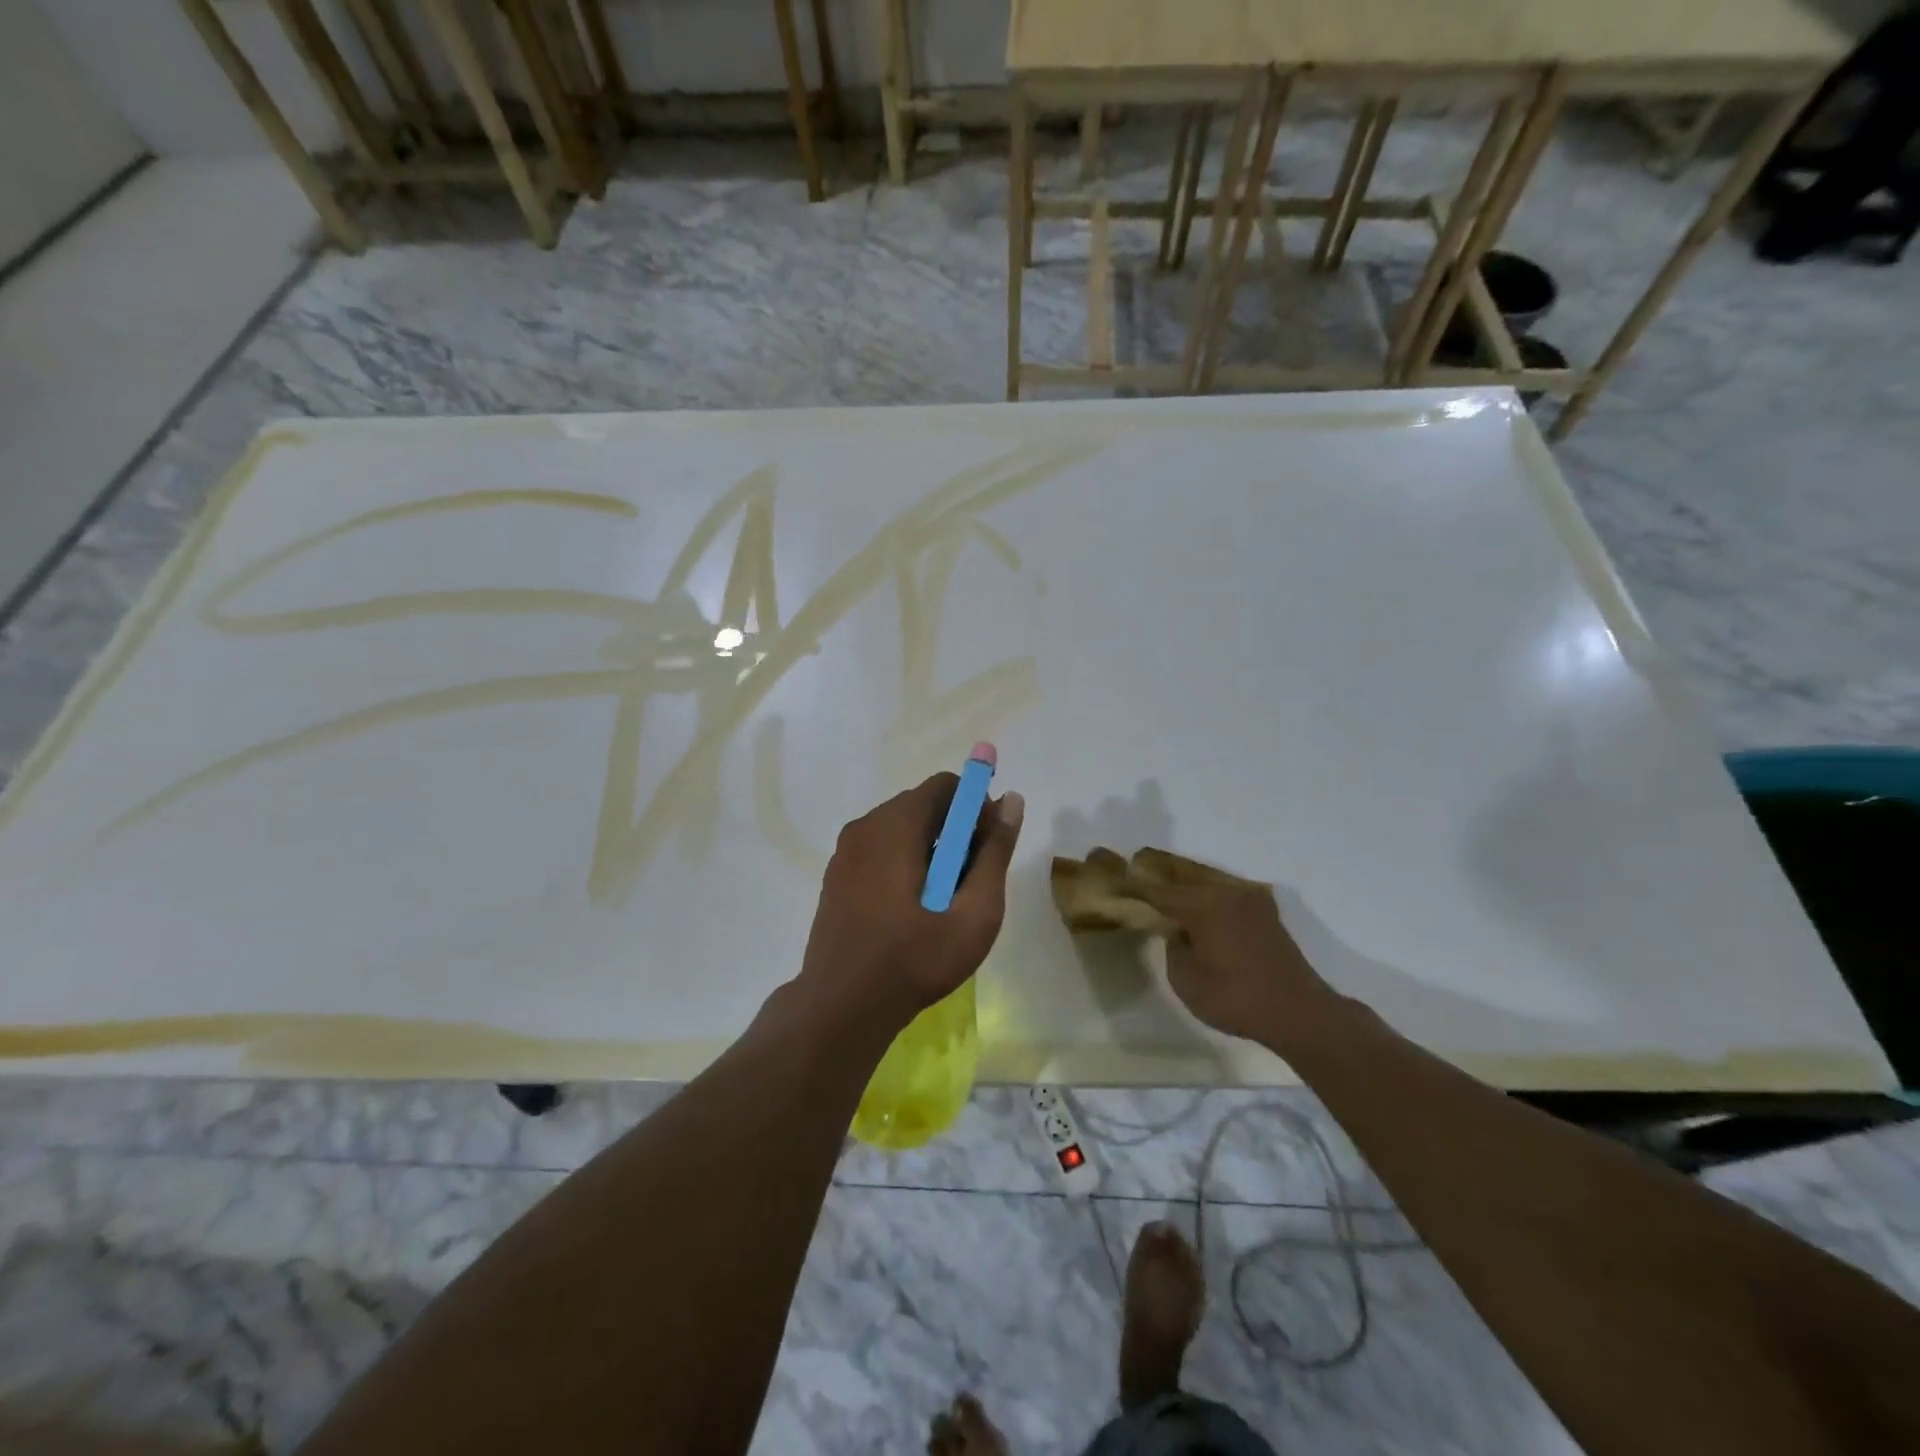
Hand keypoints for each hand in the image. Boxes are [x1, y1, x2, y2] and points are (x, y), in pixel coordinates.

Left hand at [798, 774, 1024, 1034]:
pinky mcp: (835, 876)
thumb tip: (1011, 800)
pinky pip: (879, 851)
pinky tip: (912, 909)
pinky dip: (903, 863)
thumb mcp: (973, 912)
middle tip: (972, 880)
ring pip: (900, 830)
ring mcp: (845, 852)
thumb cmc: (915, 959)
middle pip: (922, 806)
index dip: (976, 807)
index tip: (988, 846)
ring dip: (930, 850)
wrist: (841, 1008)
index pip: (945, 786)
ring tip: (944, 901)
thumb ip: (994, 852)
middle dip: (955, 831)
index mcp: (895, 825)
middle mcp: (865, 826)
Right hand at [1133, 880, 1335, 1048]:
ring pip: (1207, 884)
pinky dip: (1208, 899)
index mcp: (1204, 905)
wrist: (1299, 1012)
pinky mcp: (1265, 912)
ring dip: (1185, 890)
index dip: (1134, 888)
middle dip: (1160, 883)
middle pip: (1183, 880)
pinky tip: (1198, 911)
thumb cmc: (1237, 999)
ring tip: (1165, 897)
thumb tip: (1177, 932)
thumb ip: (1173, 948)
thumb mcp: (1187, 981)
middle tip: (1136, 886)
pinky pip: (1225, 896)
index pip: (1158, 891)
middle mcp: (1226, 893)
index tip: (1114, 884)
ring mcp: (1249, 899)